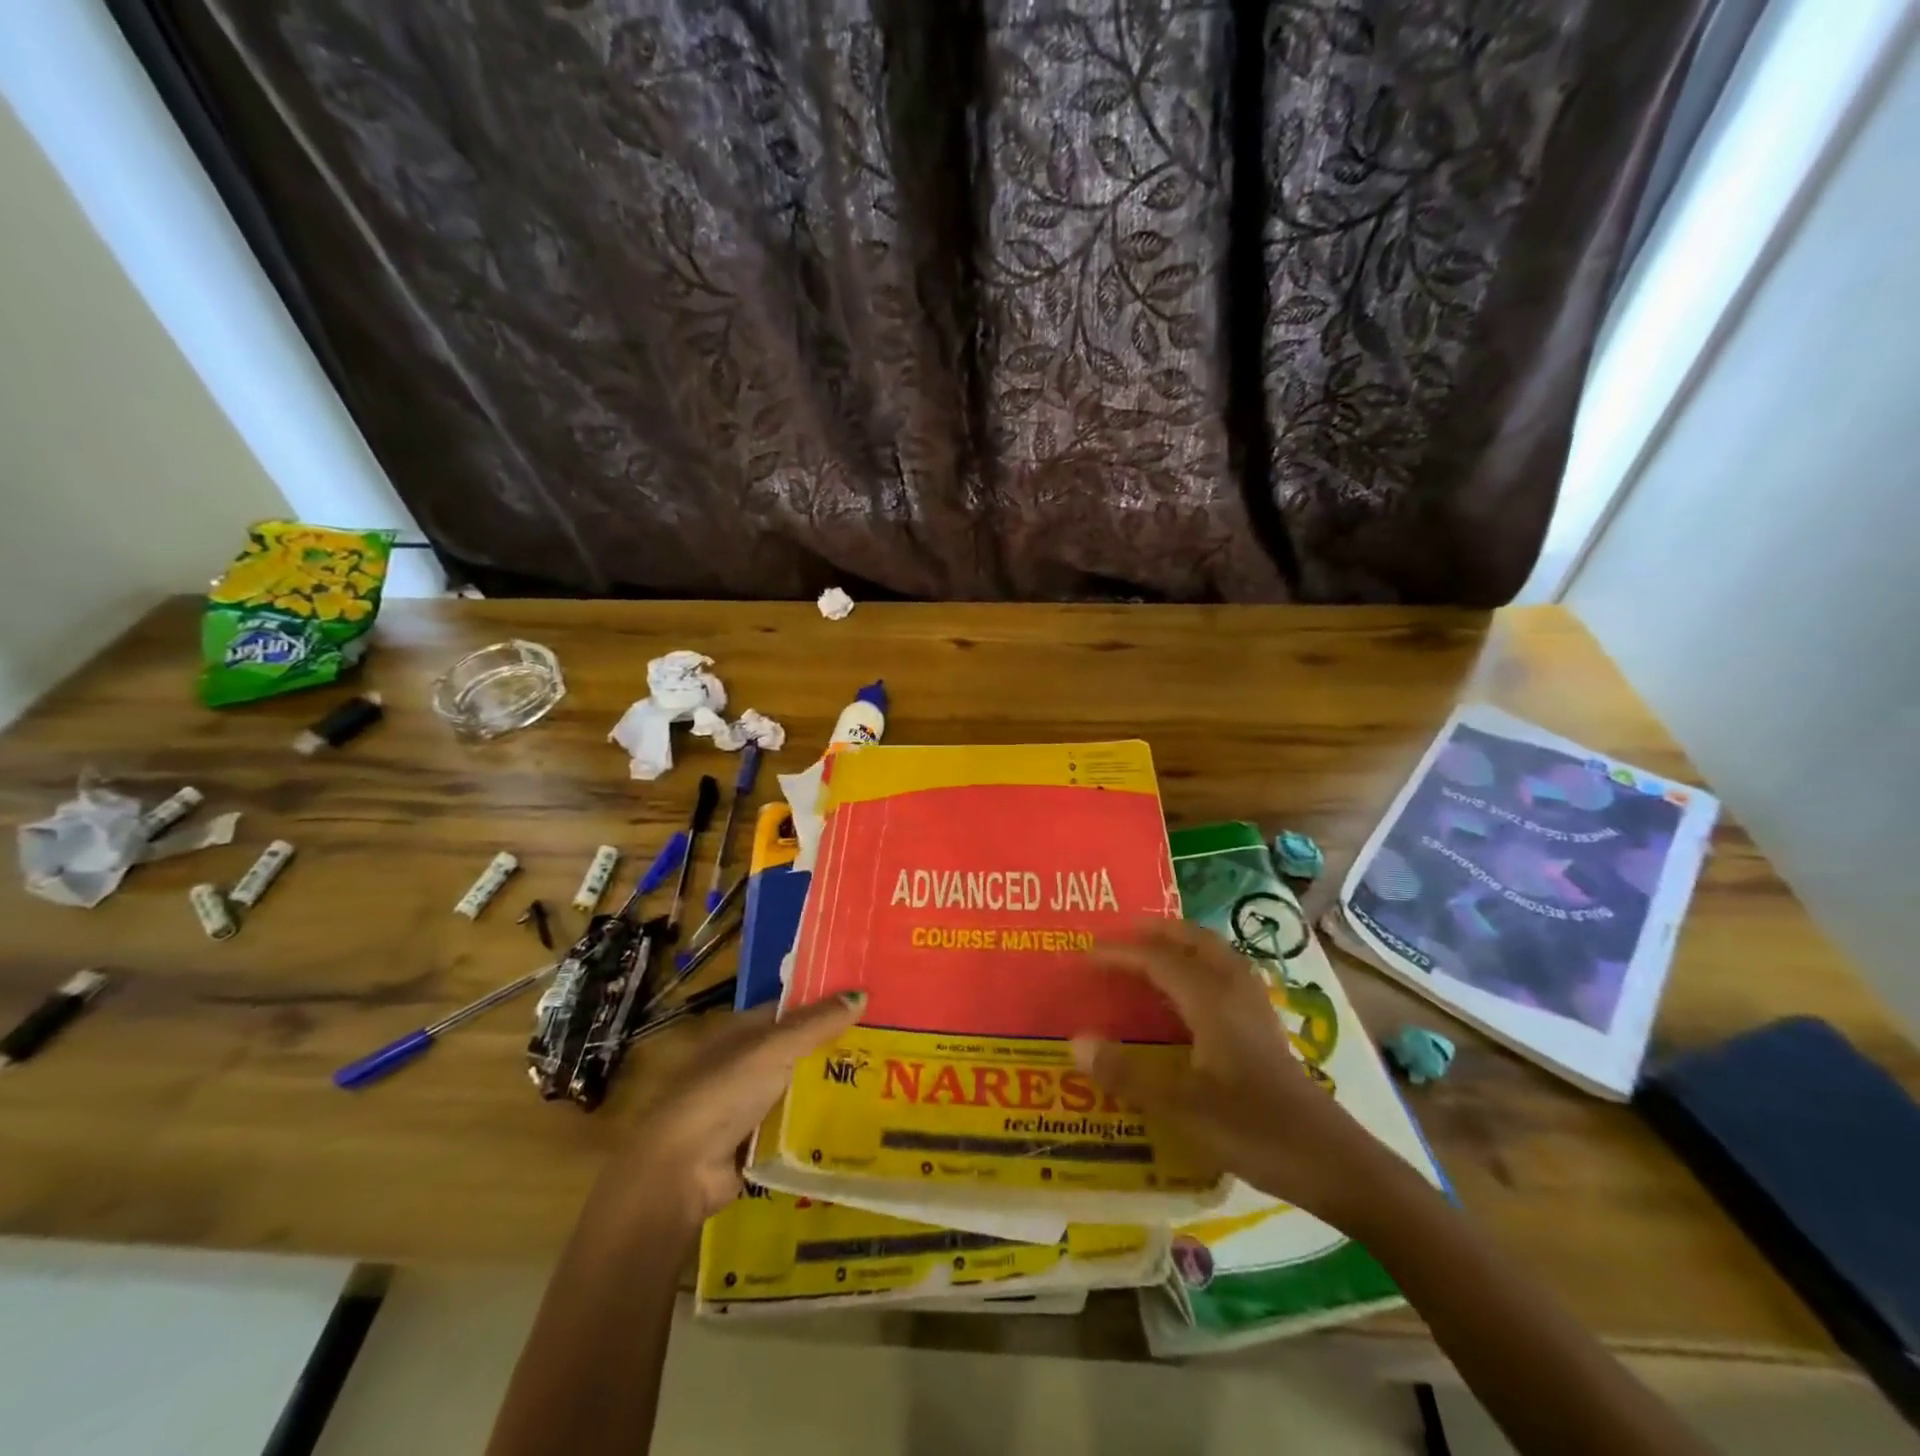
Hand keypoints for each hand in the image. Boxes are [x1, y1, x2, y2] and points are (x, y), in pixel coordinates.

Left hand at [596, 991, 865, 1232]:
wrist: (681, 1170)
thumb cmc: (724, 1092)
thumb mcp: (774, 1048)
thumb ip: (818, 1024)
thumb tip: (863, 994)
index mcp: (743, 1031)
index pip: (792, 1010)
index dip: (827, 1005)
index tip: (870, 1005)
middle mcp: (746, 1063)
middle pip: (800, 1050)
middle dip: (837, 1050)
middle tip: (890, 1046)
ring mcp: (751, 1105)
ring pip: (802, 1090)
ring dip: (833, 1090)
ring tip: (886, 1085)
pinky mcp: (757, 1143)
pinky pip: (798, 1127)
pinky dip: (821, 1126)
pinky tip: (859, 1124)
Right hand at [1073, 919, 1395, 1225]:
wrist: (1333, 1163)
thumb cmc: (1254, 1129)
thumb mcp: (1182, 1107)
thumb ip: (1127, 1074)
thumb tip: (1075, 1041)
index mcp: (1211, 999)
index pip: (1158, 959)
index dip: (1121, 952)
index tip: (1086, 953)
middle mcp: (1234, 991)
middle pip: (1195, 941)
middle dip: (1158, 931)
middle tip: (1122, 933)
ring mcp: (1255, 1008)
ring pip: (1216, 955)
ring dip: (1182, 944)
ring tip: (1153, 952)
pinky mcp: (1266, 1029)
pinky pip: (1226, 975)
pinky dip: (1201, 966)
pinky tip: (1192, 994)